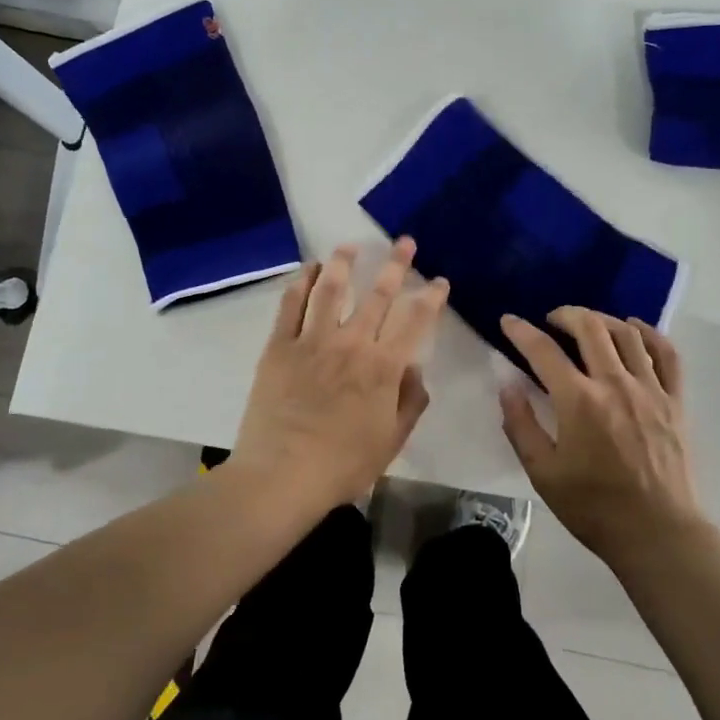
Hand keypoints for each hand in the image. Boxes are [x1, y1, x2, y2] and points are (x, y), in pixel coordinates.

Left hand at [232, 238, 448, 509]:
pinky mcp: (279, 347)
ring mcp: (312, 341)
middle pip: (377, 295)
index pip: (414, 322)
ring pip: (330, 289)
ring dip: (343, 263)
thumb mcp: (391, 441)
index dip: (431, 298)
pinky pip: (290, 306)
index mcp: (382, 367)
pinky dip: (300, 282)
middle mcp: (351, 344)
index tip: (439, 281)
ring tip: (349, 245)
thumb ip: (409, 401)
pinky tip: (307, 269)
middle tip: (405, 242)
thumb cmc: (342, 465)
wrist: (281, 477)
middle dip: (395, 265)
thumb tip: (414, 367)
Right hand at [498, 307, 707, 564]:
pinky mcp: (675, 401)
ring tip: (588, 323)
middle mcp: (615, 384)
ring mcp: (650, 389)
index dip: (520, 331)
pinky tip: (635, 329)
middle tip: (551, 319)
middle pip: (590, 328)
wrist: (658, 534)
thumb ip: (521, 425)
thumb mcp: (543, 473)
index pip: (542, 351)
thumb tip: (507, 386)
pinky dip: (649, 333)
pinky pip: (667, 354)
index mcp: (578, 401)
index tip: (509, 321)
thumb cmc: (594, 508)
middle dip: (565, 314)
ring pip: (627, 333)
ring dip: (602, 319)